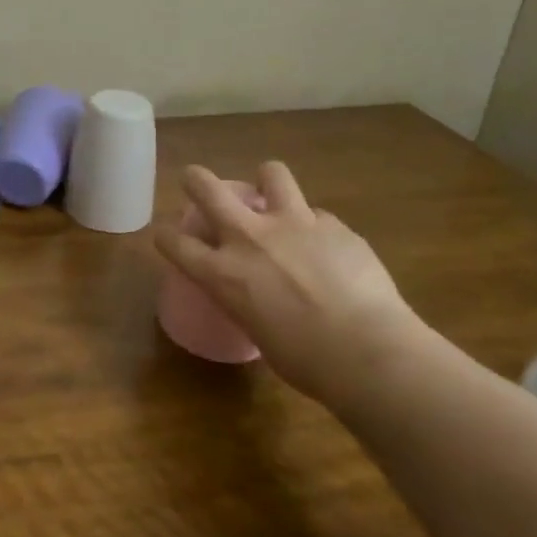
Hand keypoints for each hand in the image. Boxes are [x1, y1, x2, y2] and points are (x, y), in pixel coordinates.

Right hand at [154, 162, 427, 406]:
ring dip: (267, 181)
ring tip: (273, 194)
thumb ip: (247, 299)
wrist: (371, 353)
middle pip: (206, 187)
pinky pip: (318, 215)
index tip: (168, 236)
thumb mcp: (256, 329)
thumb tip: (258, 293)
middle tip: (197, 182)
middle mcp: (249, 238)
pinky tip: (330, 249)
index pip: (174, 242)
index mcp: (222, 273)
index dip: (166, 236)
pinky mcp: (334, 225)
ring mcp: (293, 224)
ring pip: (271, 174)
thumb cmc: (307, 362)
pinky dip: (316, 227)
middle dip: (196, 180)